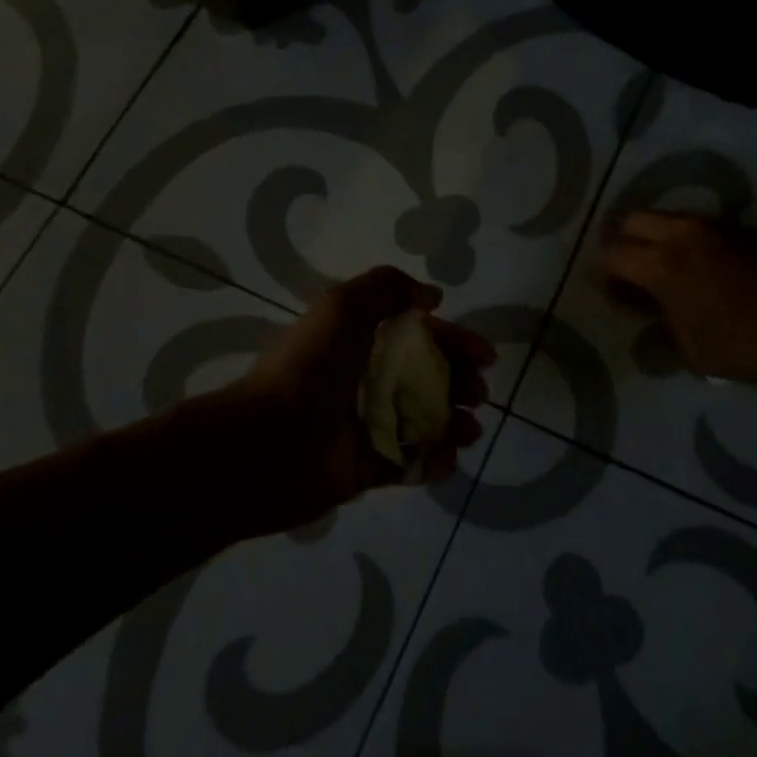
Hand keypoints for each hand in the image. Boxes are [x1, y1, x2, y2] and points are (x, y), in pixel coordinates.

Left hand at [223, 266, 494, 535]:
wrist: (271, 441)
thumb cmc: (311, 367)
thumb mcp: (343, 306)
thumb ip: (389, 287)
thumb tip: (432, 297)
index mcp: (364, 343)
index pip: (423, 338)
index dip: (457, 341)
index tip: (484, 356)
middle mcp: (371, 382)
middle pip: (433, 379)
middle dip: (464, 383)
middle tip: (476, 394)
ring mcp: (372, 427)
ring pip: (429, 422)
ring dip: (457, 424)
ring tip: (468, 429)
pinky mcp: (371, 469)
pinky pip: (413, 463)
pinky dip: (436, 461)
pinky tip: (445, 457)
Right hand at [601, 211, 756, 385]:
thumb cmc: (752, 344)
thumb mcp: (696, 353)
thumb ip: (662, 331)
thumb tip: (648, 322)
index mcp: (662, 265)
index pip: (611, 255)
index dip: (604, 275)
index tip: (614, 296)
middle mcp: (680, 234)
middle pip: (631, 221)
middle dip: (622, 244)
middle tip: (630, 275)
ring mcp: (711, 225)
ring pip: (664, 217)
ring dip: (653, 238)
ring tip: (663, 272)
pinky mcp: (737, 227)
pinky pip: (692, 224)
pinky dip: (681, 239)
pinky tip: (696, 269)